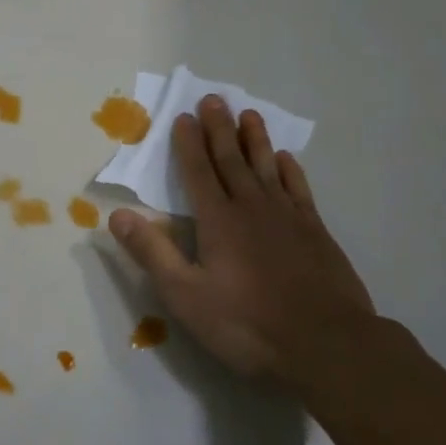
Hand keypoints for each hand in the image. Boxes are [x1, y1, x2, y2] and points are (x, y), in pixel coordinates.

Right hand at [109, 96, 375, 389]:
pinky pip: (298, 189)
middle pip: (231, 160)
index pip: (198, 172)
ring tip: (249, 114)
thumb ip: (153, 253)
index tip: (183, 116)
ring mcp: (288, 218)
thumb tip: (117, 215)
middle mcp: (251, 208)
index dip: (188, 144)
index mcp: (218, 221)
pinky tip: (286, 159)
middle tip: (213, 99)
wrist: (328, 345)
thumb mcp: (186, 296)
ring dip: (255, 139)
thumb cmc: (248, 324)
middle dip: (219, 129)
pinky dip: (289, 170)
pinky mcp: (316, 232)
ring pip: (266, 167)